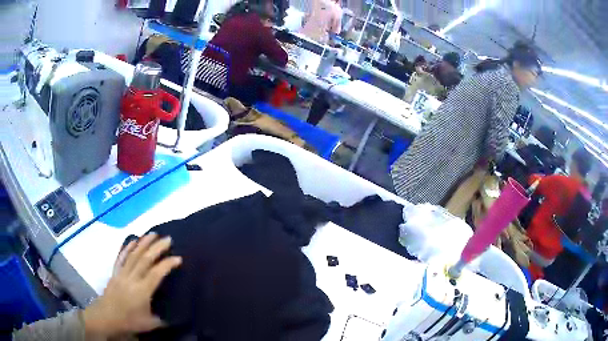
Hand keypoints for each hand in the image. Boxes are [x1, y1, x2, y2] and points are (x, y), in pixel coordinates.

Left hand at [83, 233, 181, 338]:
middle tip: (168, 239)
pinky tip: (134, 240)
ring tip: (153, 234)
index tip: (178, 258)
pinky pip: (122, 257)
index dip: (168, 264)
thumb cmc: (128, 321)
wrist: (106, 317)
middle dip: (157, 248)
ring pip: (133, 254)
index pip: (156, 273)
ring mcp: (122, 273)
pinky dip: (128, 247)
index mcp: (142, 291)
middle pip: (145, 259)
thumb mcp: (150, 325)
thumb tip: (178, 317)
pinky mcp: (115, 272)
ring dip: (144, 243)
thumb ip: (164, 319)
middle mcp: (132, 278)